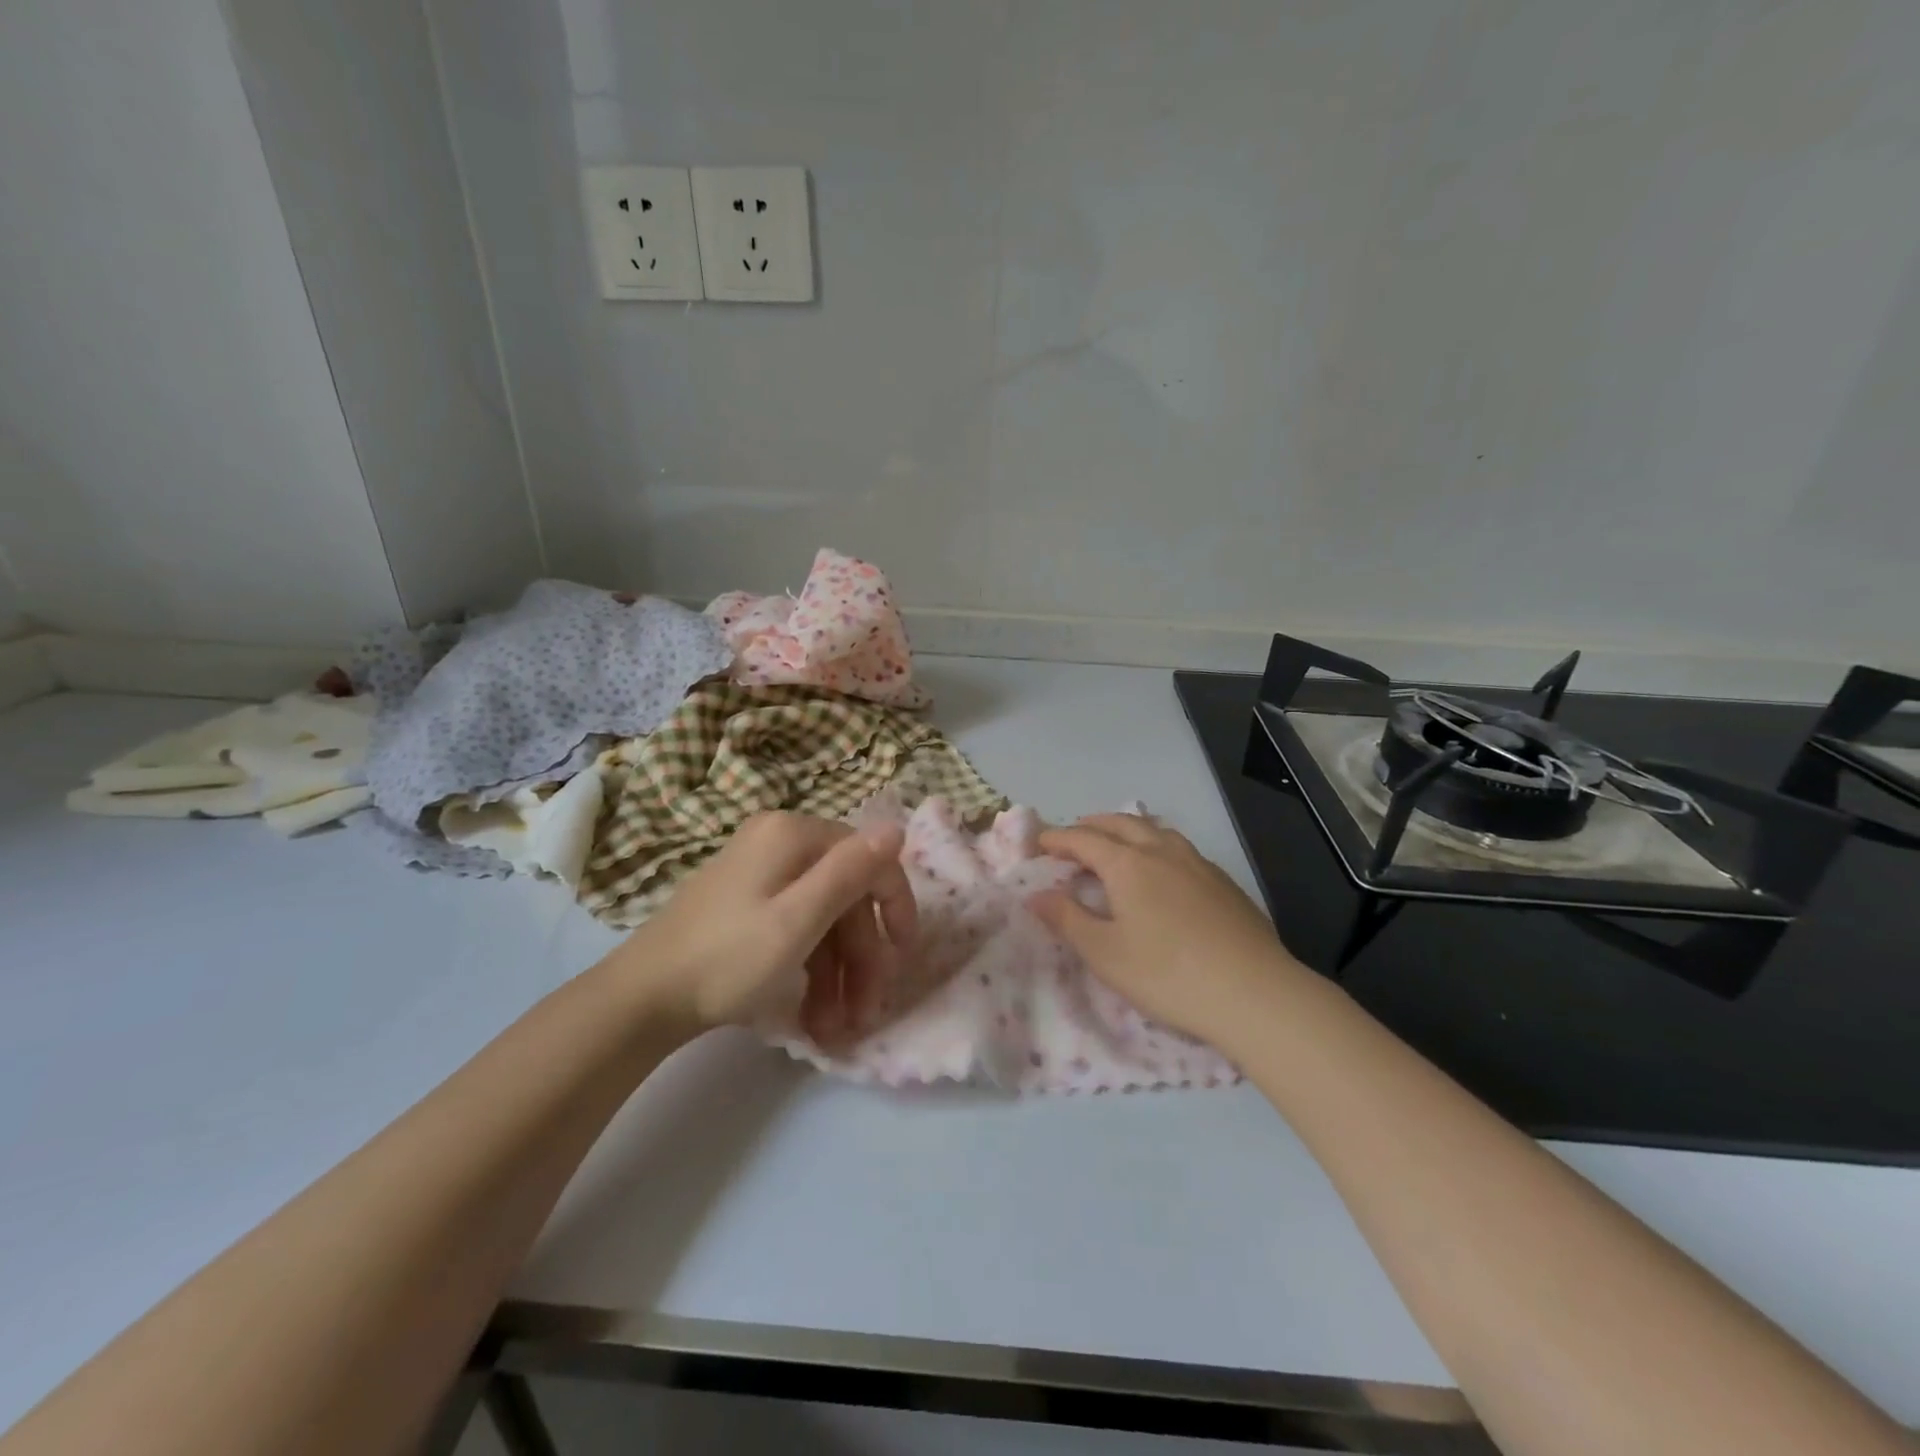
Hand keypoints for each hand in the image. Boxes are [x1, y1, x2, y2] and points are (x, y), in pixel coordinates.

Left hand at [609, 811, 916, 1045]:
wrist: (640, 1000)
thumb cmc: (726, 959)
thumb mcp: (798, 919)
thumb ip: (851, 871)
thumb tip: (897, 826)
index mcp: (793, 835)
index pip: (867, 859)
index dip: (894, 905)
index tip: (904, 956)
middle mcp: (779, 843)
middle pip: (844, 895)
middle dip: (860, 956)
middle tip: (866, 1010)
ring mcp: (760, 875)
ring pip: (822, 919)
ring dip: (838, 974)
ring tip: (838, 1028)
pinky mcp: (746, 905)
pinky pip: (796, 928)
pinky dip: (811, 969)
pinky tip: (815, 1017)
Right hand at [1031, 814, 1306, 1047]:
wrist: (1255, 993)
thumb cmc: (1167, 975)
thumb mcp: (1105, 954)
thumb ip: (1067, 919)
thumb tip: (1035, 894)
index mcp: (1128, 865)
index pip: (1084, 840)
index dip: (1058, 839)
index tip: (1039, 844)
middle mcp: (1162, 852)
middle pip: (1121, 824)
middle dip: (1092, 826)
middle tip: (1073, 836)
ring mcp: (1198, 864)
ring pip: (1155, 830)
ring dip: (1127, 829)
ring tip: (1116, 843)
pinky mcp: (1223, 882)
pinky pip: (1179, 847)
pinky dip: (1156, 844)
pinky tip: (1163, 869)